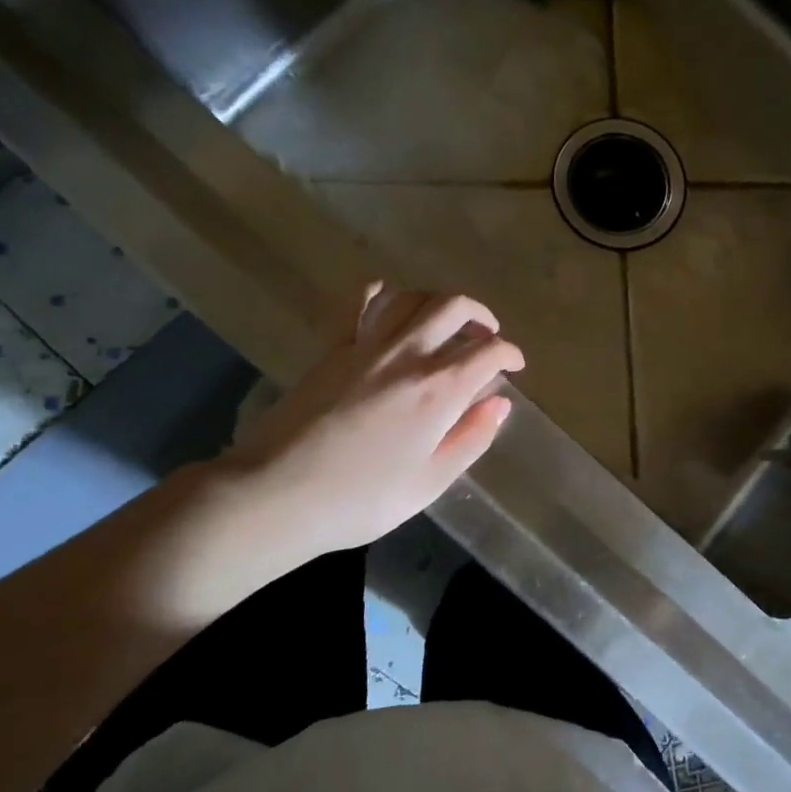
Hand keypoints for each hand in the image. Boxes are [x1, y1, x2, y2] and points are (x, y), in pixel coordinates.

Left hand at [214, 284, 523, 576]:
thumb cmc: (362, 499)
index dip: (509, 354)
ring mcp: (365, 346)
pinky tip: (389, 300)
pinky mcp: (332, 349)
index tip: (514, 367)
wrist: (276, 494)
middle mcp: (407, 356)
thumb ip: (471, 438)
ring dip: (438, 301)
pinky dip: (379, 292)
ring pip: (411, 297)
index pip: (488, 352)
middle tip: (486, 337)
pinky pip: (357, 303)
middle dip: (480, 315)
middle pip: (453, 307)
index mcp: (438, 391)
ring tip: (446, 322)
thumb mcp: (430, 482)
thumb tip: (499, 404)